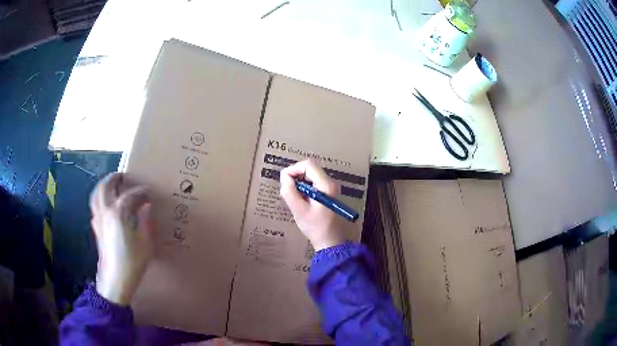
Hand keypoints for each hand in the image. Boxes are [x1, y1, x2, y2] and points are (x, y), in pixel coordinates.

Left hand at [89, 173, 155, 304]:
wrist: (115, 279)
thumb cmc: (132, 262)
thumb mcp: (146, 243)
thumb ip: (146, 222)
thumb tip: (146, 207)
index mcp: (118, 213)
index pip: (130, 195)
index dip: (141, 192)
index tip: (149, 193)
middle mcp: (105, 211)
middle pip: (106, 186)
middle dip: (115, 178)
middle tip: (124, 177)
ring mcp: (98, 219)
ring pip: (96, 194)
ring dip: (104, 186)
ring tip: (112, 185)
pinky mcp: (95, 227)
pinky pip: (95, 206)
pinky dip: (100, 199)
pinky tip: (106, 205)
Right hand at [279, 159, 345, 250]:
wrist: (330, 242)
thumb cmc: (315, 227)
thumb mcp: (299, 210)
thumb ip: (290, 191)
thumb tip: (284, 176)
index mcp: (326, 185)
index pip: (308, 164)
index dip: (293, 169)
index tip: (284, 181)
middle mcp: (331, 182)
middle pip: (310, 169)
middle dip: (295, 176)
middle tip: (287, 191)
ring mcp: (330, 188)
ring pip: (311, 176)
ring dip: (299, 183)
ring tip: (293, 198)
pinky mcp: (328, 194)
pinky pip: (313, 184)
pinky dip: (304, 189)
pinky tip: (301, 201)